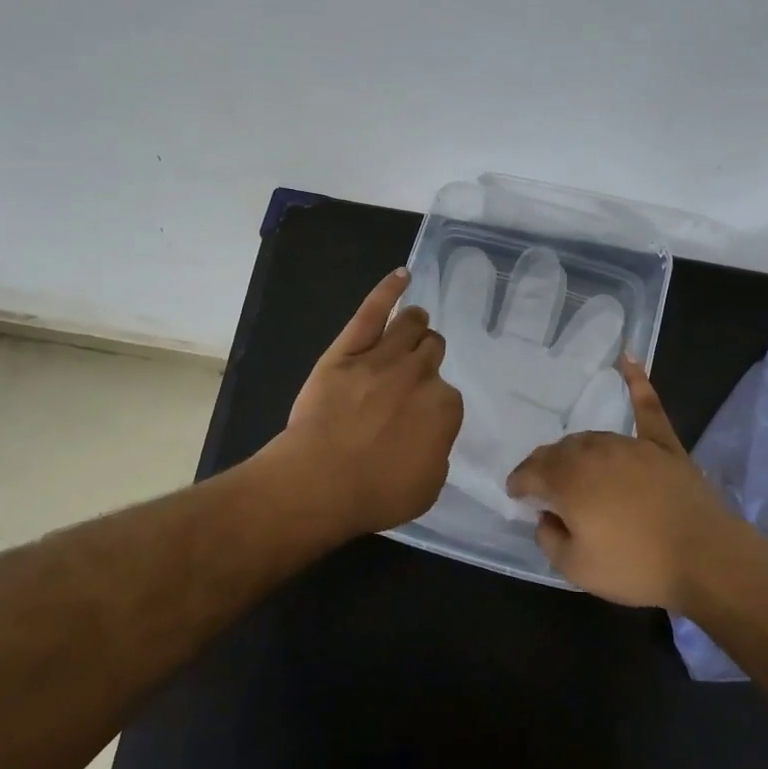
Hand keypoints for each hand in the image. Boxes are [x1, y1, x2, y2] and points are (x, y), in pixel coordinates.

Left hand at [266, 268, 463, 538]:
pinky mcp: (347, 350)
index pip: (448, 394)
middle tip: (414, 373)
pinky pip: (372, 312)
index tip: (421, 416)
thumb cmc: (375, 493)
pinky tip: (402, 275)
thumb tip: (431, 434)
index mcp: (444, 407)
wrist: (318, 483)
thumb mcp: (428, 486)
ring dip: (416, 325)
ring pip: (410, 326)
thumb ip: (437, 450)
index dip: (434, 403)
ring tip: (414, 325)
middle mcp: (419, 374)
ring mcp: (382, 357)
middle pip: (432, 351)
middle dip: (427, 358)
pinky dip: (389, 290)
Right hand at [506, 358, 740, 607]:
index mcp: (568, 480)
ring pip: (591, 437)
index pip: (531, 472)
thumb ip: (549, 539)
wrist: (705, 558)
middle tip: (545, 487)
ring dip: (576, 451)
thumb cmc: (636, 566)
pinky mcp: (663, 445)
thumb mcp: (576, 568)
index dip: (519, 483)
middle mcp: (594, 452)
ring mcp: (630, 444)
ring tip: (574, 467)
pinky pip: (647, 407)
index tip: (516, 494)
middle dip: (545, 467)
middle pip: (559, 452)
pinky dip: (637, 381)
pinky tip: (628, 357)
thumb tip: (546, 517)